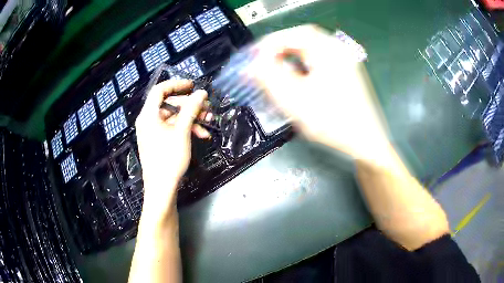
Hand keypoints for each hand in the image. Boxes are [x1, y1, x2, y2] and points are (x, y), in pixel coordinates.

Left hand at [135, 79, 207, 214]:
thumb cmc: (169, 159)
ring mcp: (153, 131)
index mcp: (148, 115)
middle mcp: (148, 120)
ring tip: (208, 122)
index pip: (160, 90)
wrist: (161, 188)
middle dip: (190, 105)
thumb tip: (202, 93)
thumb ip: (191, 109)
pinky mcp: (158, 140)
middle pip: (169, 103)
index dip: (177, 84)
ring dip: (191, 118)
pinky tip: (201, 135)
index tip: (193, 85)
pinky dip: (186, 128)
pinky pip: (172, 128)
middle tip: (207, 108)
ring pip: (174, 117)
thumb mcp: (182, 132)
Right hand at [251, 25, 390, 162]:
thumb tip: (251, 66)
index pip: (293, 35)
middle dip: (278, 51)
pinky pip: (318, 61)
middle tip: (262, 64)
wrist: (365, 142)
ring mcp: (344, 61)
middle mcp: (338, 50)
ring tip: (275, 71)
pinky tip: (296, 79)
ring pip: (309, 51)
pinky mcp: (345, 72)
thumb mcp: (296, 100)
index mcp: (329, 51)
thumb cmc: (333, 122)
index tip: (254, 58)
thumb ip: (269, 79)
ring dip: (290, 58)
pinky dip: (302, 66)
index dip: (269, 44)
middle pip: (302, 41)